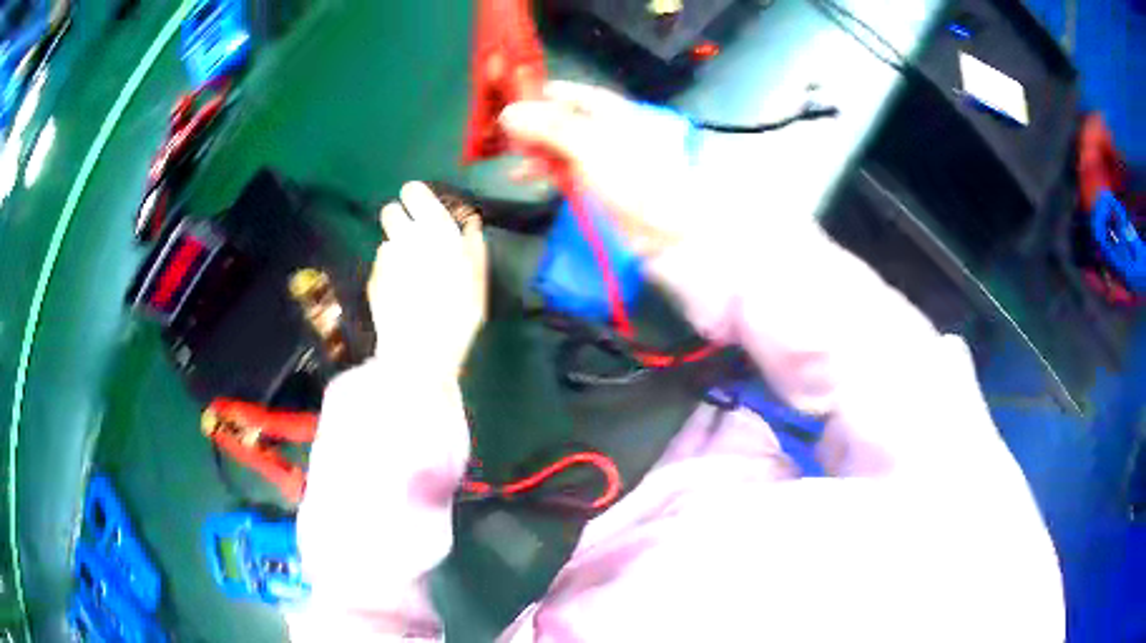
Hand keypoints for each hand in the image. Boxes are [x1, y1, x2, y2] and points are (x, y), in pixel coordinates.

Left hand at [368, 182, 486, 377]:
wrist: (419, 352)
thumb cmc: (457, 317)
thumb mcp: (477, 282)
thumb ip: (474, 248)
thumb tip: (472, 224)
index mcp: (435, 230)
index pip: (414, 193)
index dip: (415, 196)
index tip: (420, 206)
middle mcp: (405, 237)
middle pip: (390, 212)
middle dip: (399, 221)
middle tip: (413, 240)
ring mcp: (384, 259)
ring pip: (387, 241)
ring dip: (396, 250)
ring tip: (410, 276)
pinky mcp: (372, 279)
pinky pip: (381, 266)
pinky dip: (388, 274)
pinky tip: (400, 294)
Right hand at [499, 81, 704, 256]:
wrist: (662, 230)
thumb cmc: (632, 178)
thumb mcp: (588, 145)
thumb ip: (549, 127)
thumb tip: (509, 112)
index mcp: (613, 113)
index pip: (576, 94)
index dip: (548, 93)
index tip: (516, 96)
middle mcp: (606, 131)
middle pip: (565, 120)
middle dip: (534, 124)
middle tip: (503, 131)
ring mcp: (601, 159)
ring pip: (561, 146)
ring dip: (535, 149)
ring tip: (510, 156)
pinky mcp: (596, 184)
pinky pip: (564, 170)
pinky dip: (543, 170)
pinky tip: (522, 176)